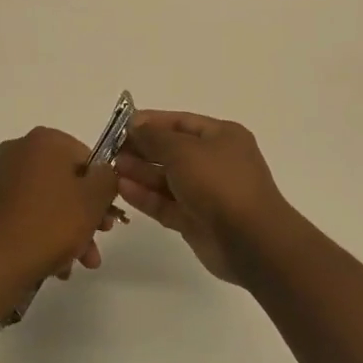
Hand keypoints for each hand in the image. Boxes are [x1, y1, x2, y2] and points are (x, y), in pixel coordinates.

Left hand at [0, 127, 122, 291]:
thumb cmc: (49, 224)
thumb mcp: (93, 199)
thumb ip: (108, 178)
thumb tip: (103, 173)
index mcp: (45, 140)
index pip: (87, 158)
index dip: (101, 189)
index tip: (108, 217)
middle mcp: (20, 150)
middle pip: (67, 181)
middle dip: (86, 214)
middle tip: (98, 240)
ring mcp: (2, 177)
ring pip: (50, 200)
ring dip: (70, 230)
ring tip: (80, 262)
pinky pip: (29, 212)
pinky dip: (45, 233)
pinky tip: (57, 264)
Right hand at [114, 111, 293, 286]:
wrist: (252, 241)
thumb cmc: (219, 182)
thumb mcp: (183, 150)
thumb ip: (154, 137)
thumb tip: (135, 126)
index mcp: (221, 137)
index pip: (180, 122)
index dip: (150, 122)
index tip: (120, 125)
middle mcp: (215, 162)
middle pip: (171, 151)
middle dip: (141, 149)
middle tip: (110, 150)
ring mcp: (206, 193)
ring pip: (167, 179)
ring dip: (140, 173)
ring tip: (111, 169)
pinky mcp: (196, 221)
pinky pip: (167, 203)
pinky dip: (146, 196)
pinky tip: (123, 189)